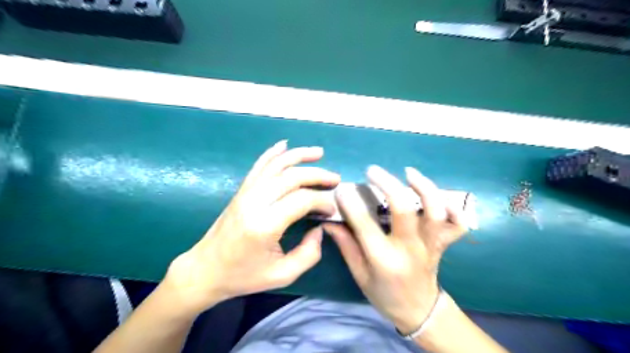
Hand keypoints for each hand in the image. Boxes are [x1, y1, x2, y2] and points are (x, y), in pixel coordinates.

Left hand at [161, 140, 339, 314]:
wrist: (205, 270)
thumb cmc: (243, 276)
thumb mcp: (282, 275)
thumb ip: (309, 253)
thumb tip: (320, 228)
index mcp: (265, 225)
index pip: (302, 200)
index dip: (322, 201)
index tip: (331, 210)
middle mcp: (255, 202)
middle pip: (292, 177)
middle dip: (318, 174)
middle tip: (335, 180)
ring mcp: (246, 192)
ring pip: (276, 164)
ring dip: (299, 156)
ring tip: (319, 152)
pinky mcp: (241, 190)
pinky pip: (259, 165)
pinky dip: (273, 153)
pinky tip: (285, 145)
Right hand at [324, 166, 466, 333]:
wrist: (419, 310)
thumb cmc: (384, 294)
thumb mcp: (359, 274)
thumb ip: (346, 245)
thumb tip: (329, 221)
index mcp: (385, 260)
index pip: (365, 225)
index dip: (351, 204)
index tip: (342, 188)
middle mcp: (410, 249)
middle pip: (403, 210)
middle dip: (387, 184)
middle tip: (372, 171)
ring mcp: (431, 245)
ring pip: (435, 212)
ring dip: (423, 187)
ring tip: (408, 172)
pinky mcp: (443, 243)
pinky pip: (457, 223)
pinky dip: (453, 207)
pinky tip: (437, 195)